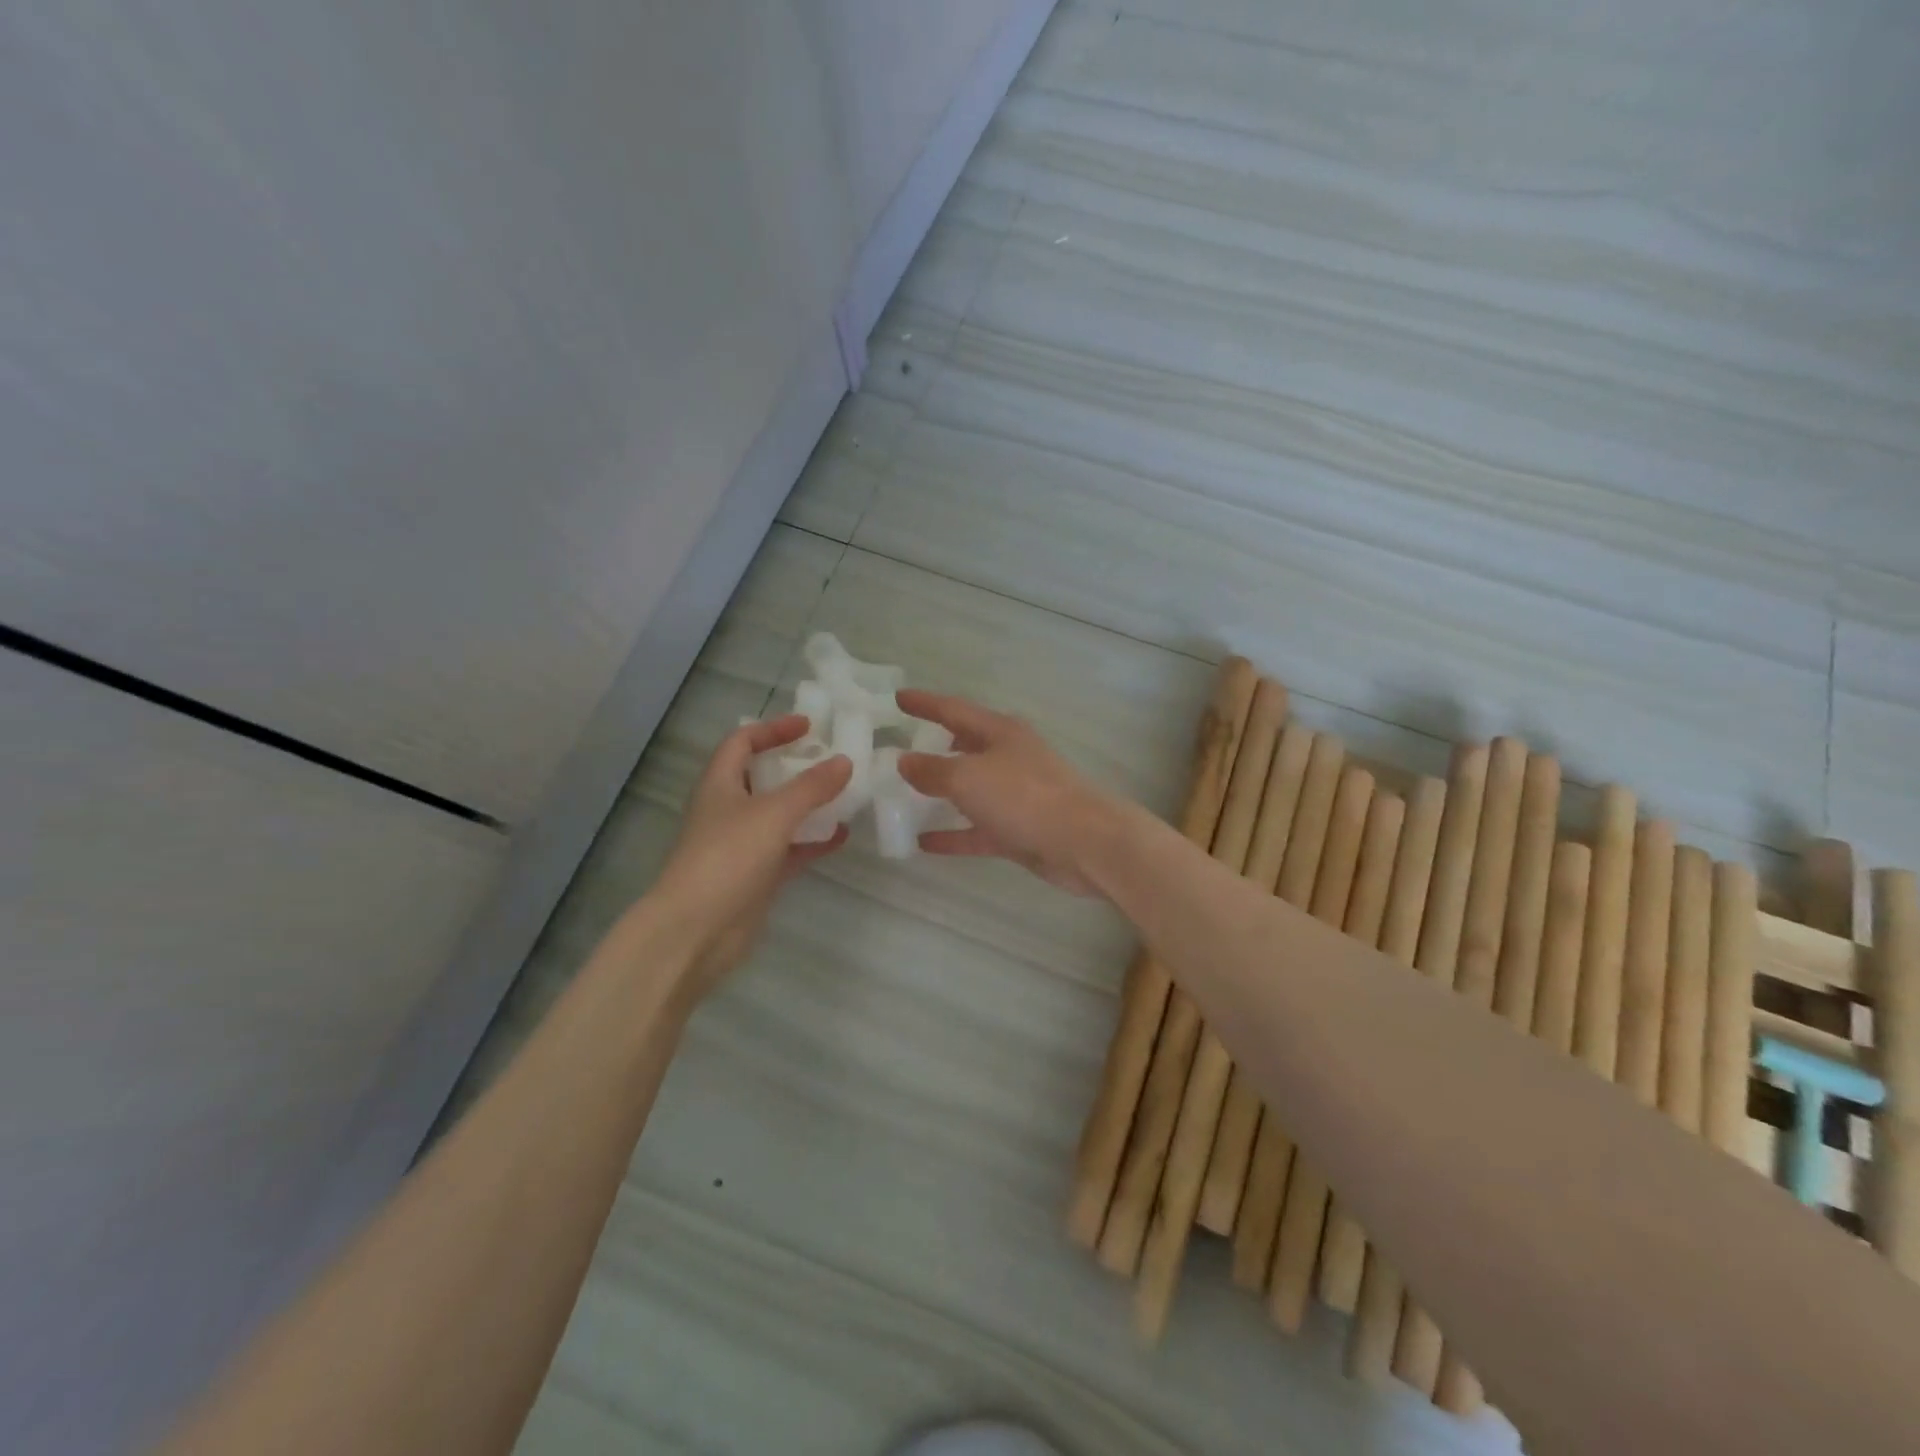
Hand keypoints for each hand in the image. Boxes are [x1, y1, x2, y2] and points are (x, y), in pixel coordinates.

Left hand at [647, 716, 851, 1000]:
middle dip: (797, 766)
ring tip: (846, 794)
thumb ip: (811, 787)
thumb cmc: (727, 858)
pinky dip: (813, 841)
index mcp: (720, 784)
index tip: (810, 727)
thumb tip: (844, 761)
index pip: (742, 742)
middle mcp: (729, 810)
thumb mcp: (773, 813)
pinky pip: (790, 849)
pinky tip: (842, 836)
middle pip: (764, 777)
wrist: (696, 931)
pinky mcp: (757, 876)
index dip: (773, 729)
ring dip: (809, 804)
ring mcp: (742, 845)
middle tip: (835, 760)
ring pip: (780, 814)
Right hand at [895, 691, 1118, 895]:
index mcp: (1000, 732)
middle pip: (966, 746)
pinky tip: (923, 843)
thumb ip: (932, 770)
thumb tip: (904, 760)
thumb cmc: (1024, 797)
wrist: (1084, 842)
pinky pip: (977, 829)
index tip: (898, 697)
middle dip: (936, 745)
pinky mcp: (1020, 829)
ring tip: (906, 794)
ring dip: (942, 792)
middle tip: (902, 747)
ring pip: (972, 789)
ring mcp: (1017, 795)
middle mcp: (1009, 757)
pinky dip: (952, 834)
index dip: (925, 703)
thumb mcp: (968, 778)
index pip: (954, 710)